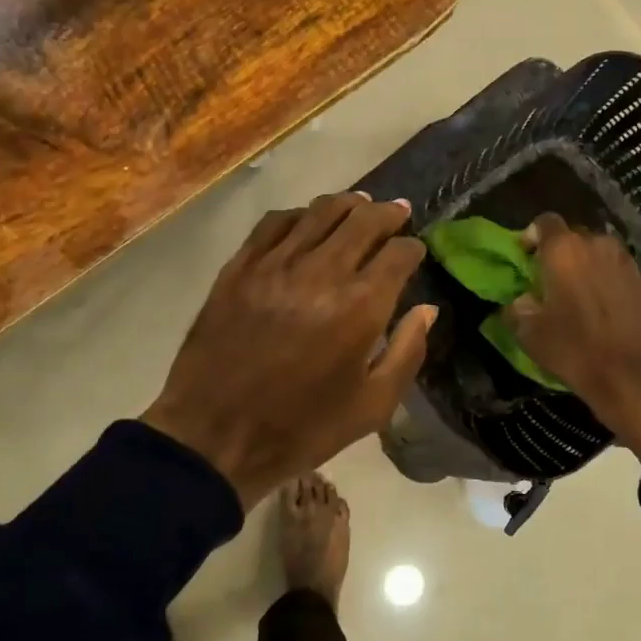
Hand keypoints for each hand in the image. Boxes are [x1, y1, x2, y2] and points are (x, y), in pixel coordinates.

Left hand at [142, 193, 434, 508]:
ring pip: (318, 212)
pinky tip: (305, 221)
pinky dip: (298, 215)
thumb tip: (427, 310)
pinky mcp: (239, 268)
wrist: (214, 436)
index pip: (397, 254)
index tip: (415, 251)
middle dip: (387, 214)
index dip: (412, 248)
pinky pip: (274, 223)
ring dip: (347, 204)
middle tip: (397, 212)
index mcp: (360, 307)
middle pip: (363, 221)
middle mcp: (321, 272)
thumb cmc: (302, 428)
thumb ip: (407, 352)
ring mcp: (275, 265)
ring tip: (359, 204)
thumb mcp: (372, 406)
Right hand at [503, 213, 640, 464]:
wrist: (632, 377)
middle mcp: (598, 245)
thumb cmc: (574, 350)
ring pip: (600, 253)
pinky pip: (621, 272)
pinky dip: (610, 282)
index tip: (526, 258)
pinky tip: (606, 309)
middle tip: (551, 279)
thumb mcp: (529, 334)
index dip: (532, 236)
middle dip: (561, 253)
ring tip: (580, 294)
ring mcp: (627, 262)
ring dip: (588, 266)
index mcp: (564, 251)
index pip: (544, 222)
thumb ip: (517, 308)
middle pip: (575, 236)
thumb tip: (521, 300)